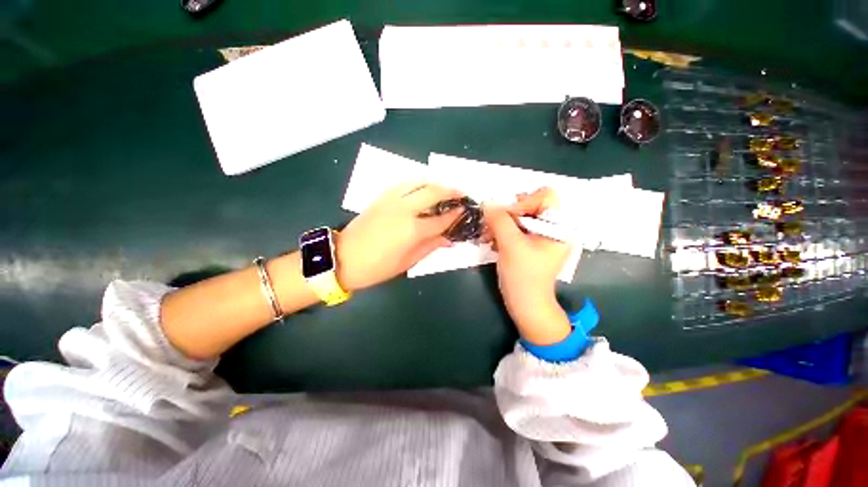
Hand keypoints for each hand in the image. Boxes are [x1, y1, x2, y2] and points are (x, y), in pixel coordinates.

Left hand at [336, 181, 462, 290]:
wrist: (342, 258)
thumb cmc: (377, 267)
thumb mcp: (407, 262)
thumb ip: (430, 247)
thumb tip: (448, 239)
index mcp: (413, 230)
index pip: (441, 218)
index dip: (455, 214)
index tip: (465, 210)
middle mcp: (404, 209)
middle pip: (433, 192)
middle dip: (451, 191)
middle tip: (461, 194)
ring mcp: (392, 200)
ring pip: (419, 182)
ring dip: (435, 183)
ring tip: (444, 188)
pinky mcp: (381, 197)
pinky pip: (404, 184)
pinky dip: (418, 183)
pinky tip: (422, 188)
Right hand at [484, 187, 572, 344]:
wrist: (526, 305)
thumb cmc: (524, 276)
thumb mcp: (511, 245)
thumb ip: (499, 220)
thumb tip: (487, 202)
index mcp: (560, 226)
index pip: (545, 196)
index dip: (524, 202)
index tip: (505, 217)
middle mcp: (554, 228)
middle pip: (530, 204)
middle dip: (508, 213)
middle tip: (492, 225)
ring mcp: (541, 236)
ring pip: (520, 217)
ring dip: (501, 223)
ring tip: (488, 235)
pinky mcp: (530, 244)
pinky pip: (516, 228)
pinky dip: (502, 231)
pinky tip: (492, 241)